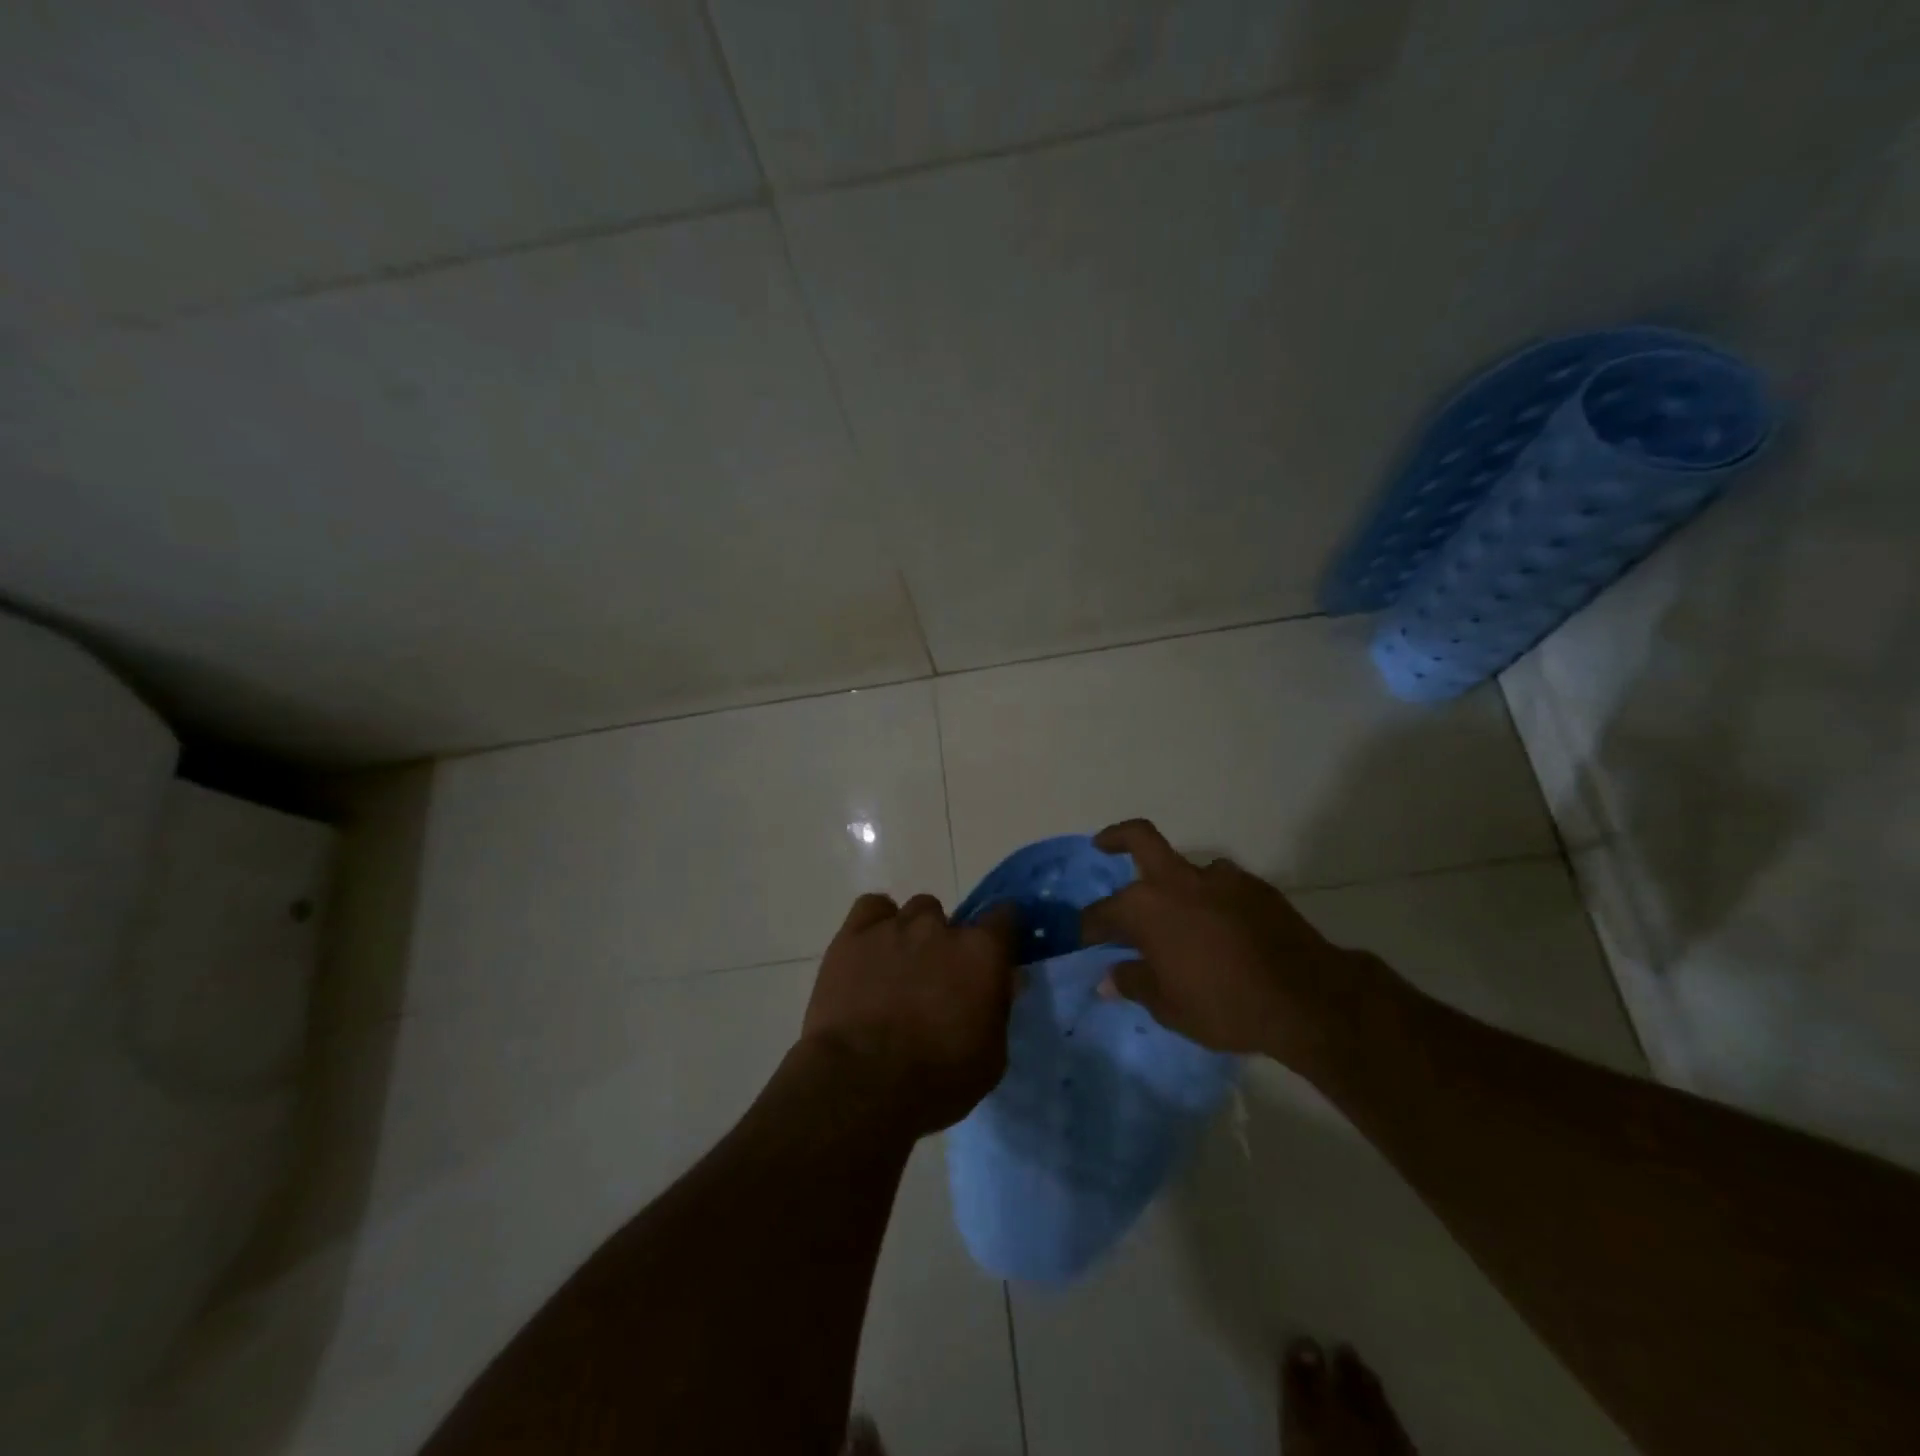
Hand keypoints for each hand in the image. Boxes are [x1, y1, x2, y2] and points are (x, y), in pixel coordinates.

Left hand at [802, 892, 1017, 1136]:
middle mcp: (940, 928)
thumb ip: (999, 1009)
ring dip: (912, 934)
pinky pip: (872, 907)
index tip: (993, 956)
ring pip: (913, 912)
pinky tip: (871, 950)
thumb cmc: (936, 1080)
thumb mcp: (990, 1058)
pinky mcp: (853, 934)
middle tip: (936, 981)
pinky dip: (875, 923)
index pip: (1004, 916)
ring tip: (898, 970)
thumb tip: (1004, 981)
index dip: (999, 934)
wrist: (860, 1084)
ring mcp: (894, 926)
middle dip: (946, 944)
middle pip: (950, 918)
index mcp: (981, 952)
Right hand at [1080, 819, 1386, 1071]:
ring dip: (1176, 883)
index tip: (1084, 939)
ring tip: (1180, 916)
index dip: (1089, 927)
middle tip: (1103, 846)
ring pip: (1187, 867)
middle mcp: (1178, 881)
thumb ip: (1133, 984)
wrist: (1305, 997)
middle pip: (1140, 839)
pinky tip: (1220, 928)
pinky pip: (1222, 886)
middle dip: (1116, 838)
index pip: (1103, 912)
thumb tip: (1107, 977)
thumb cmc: (1223, 1005)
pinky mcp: (1255, 886)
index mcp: (1146, 908)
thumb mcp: (1168, 1006)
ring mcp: (1220, 878)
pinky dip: (1212, 899)